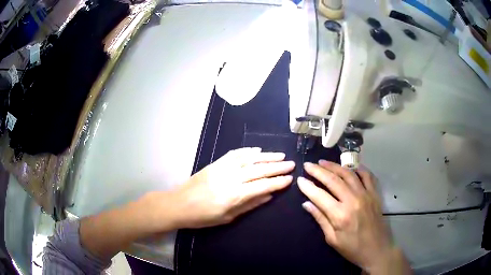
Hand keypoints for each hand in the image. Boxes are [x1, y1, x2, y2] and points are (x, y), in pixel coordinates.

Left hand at [164, 147, 294, 227]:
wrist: (178, 204)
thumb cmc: (203, 217)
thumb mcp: (227, 217)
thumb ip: (249, 205)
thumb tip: (268, 196)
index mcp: (234, 195)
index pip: (262, 186)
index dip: (278, 182)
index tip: (290, 179)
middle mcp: (230, 178)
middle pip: (258, 170)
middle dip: (277, 167)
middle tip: (291, 164)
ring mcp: (222, 168)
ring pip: (249, 159)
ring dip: (266, 156)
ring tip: (280, 155)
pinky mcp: (215, 163)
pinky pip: (234, 154)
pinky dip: (247, 151)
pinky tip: (258, 150)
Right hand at [298, 160, 410, 273]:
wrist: (377, 250)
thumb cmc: (352, 249)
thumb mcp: (332, 239)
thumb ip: (320, 219)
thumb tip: (307, 204)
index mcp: (340, 215)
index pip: (319, 195)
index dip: (308, 186)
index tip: (299, 179)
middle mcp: (353, 200)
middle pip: (333, 180)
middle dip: (318, 171)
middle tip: (308, 165)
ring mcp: (366, 195)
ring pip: (348, 174)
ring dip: (334, 166)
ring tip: (323, 162)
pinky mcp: (375, 194)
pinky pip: (367, 176)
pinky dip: (358, 168)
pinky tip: (350, 167)